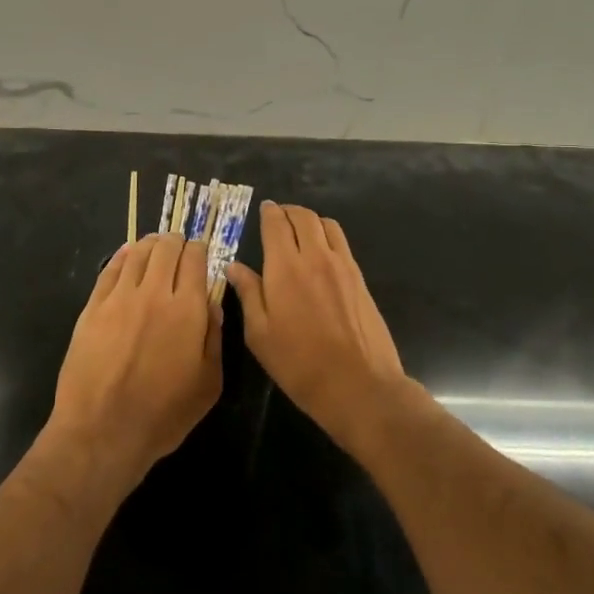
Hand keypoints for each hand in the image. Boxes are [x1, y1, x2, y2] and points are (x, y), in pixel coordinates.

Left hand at [47, 234, 221, 496]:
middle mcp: (154, 293)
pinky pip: (109, 270)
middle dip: (176, 241)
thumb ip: (214, 338)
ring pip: (137, 253)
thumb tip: (213, 304)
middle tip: (179, 246)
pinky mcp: (93, 308)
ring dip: (150, 245)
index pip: (195, 259)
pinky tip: (127, 254)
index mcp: (187, 309)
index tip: (201, 252)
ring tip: (155, 246)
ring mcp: (119, 298)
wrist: (102, 431)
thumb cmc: (163, 414)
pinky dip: (122, 256)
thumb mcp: (208, 384)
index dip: (200, 250)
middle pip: (166, 248)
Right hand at [227, 202, 409, 444]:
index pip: (275, 224)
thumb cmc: (300, 364)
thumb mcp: (260, 334)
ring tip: (300, 230)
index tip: (263, 209)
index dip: (268, 212)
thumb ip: (248, 294)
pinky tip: (321, 252)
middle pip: (303, 216)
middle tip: (278, 217)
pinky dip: (328, 235)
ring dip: (310, 220)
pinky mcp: (360, 278)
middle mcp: (315, 257)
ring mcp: (342, 265)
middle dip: (288, 211)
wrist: (358, 384)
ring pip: (326, 224)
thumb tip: (234, 266)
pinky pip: (342, 242)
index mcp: (285, 268)